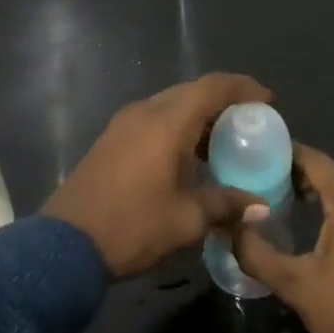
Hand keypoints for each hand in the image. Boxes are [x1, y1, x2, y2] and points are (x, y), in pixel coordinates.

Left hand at [44, 73, 274, 279]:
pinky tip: (187, 157)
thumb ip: (225, 205)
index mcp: (166, 123)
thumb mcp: (186, 219)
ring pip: (169, 105)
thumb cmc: (132, 226)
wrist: (66, 245)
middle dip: (222, 102)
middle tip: (248, 124)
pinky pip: (152, 120)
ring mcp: (122, 125)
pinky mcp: (110, 140)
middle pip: (190, 92)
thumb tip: (260, 206)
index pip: (212, 88)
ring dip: (197, 116)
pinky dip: (176, 128)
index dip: (243, 88)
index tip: (267, 101)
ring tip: (222, 143)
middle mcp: (144, 113)